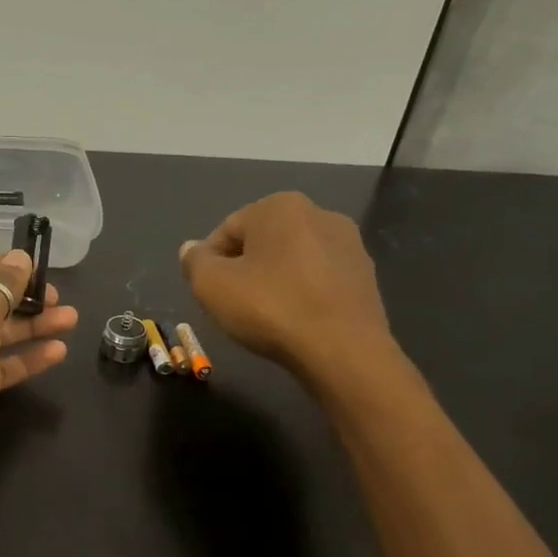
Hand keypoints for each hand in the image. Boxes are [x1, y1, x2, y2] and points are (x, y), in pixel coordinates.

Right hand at [179, 192, 397, 391]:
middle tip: (232, 305)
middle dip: (243, 269)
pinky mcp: (366, 274)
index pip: (226, 230)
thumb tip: (191, 249)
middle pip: (261, 242)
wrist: (342, 349)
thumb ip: (195, 262)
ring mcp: (348, 243)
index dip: (209, 263)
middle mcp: (319, 213)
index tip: (207, 293)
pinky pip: (317, 278)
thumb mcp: (211, 285)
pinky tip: (294, 320)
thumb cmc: (270, 308)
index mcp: (279, 206)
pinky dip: (301, 293)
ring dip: (273, 281)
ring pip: (291, 260)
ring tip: (264, 316)